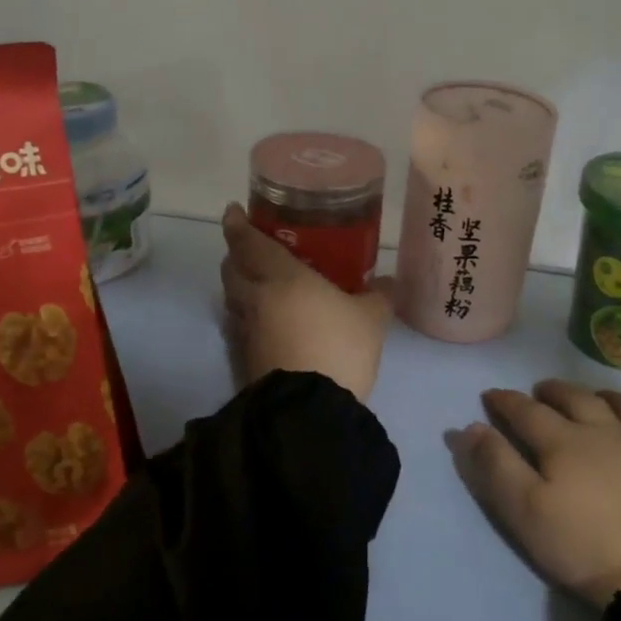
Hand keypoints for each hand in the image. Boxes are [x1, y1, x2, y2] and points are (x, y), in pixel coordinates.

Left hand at [220, 203, 393, 402]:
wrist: (309, 408)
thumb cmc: (338, 347)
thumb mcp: (371, 319)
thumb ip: (379, 295)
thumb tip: (388, 282)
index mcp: (281, 277)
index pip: (249, 243)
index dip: (237, 225)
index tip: (232, 211)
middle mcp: (256, 299)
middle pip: (232, 269)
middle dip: (236, 255)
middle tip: (251, 248)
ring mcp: (247, 332)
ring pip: (233, 299)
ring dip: (240, 286)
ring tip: (260, 284)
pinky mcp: (246, 360)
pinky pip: (241, 327)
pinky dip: (248, 316)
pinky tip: (266, 323)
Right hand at [455, 380, 620, 606]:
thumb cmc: (584, 544)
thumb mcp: (524, 510)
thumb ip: (495, 465)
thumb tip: (470, 427)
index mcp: (564, 441)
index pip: (527, 411)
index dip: (505, 401)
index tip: (490, 395)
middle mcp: (606, 433)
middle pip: (576, 399)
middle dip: (553, 391)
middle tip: (539, 390)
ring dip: (603, 398)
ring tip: (594, 398)